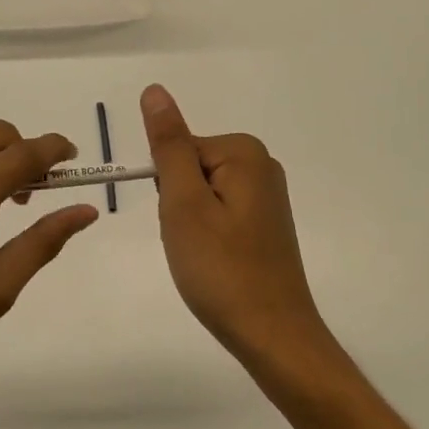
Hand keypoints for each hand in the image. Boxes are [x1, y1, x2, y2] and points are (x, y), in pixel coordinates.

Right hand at [140, 84, 329, 368]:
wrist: (274, 338)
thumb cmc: (222, 269)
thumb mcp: (184, 203)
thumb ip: (168, 144)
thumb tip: (154, 90)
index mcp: (244, 152)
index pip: (179, 150)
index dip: (169, 189)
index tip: (182, 223)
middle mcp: (262, 165)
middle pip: (191, 169)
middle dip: (179, 206)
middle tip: (192, 243)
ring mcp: (267, 196)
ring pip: (201, 194)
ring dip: (190, 224)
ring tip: (204, 257)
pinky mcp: (266, 223)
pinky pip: (218, 213)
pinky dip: (208, 237)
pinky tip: (216, 264)